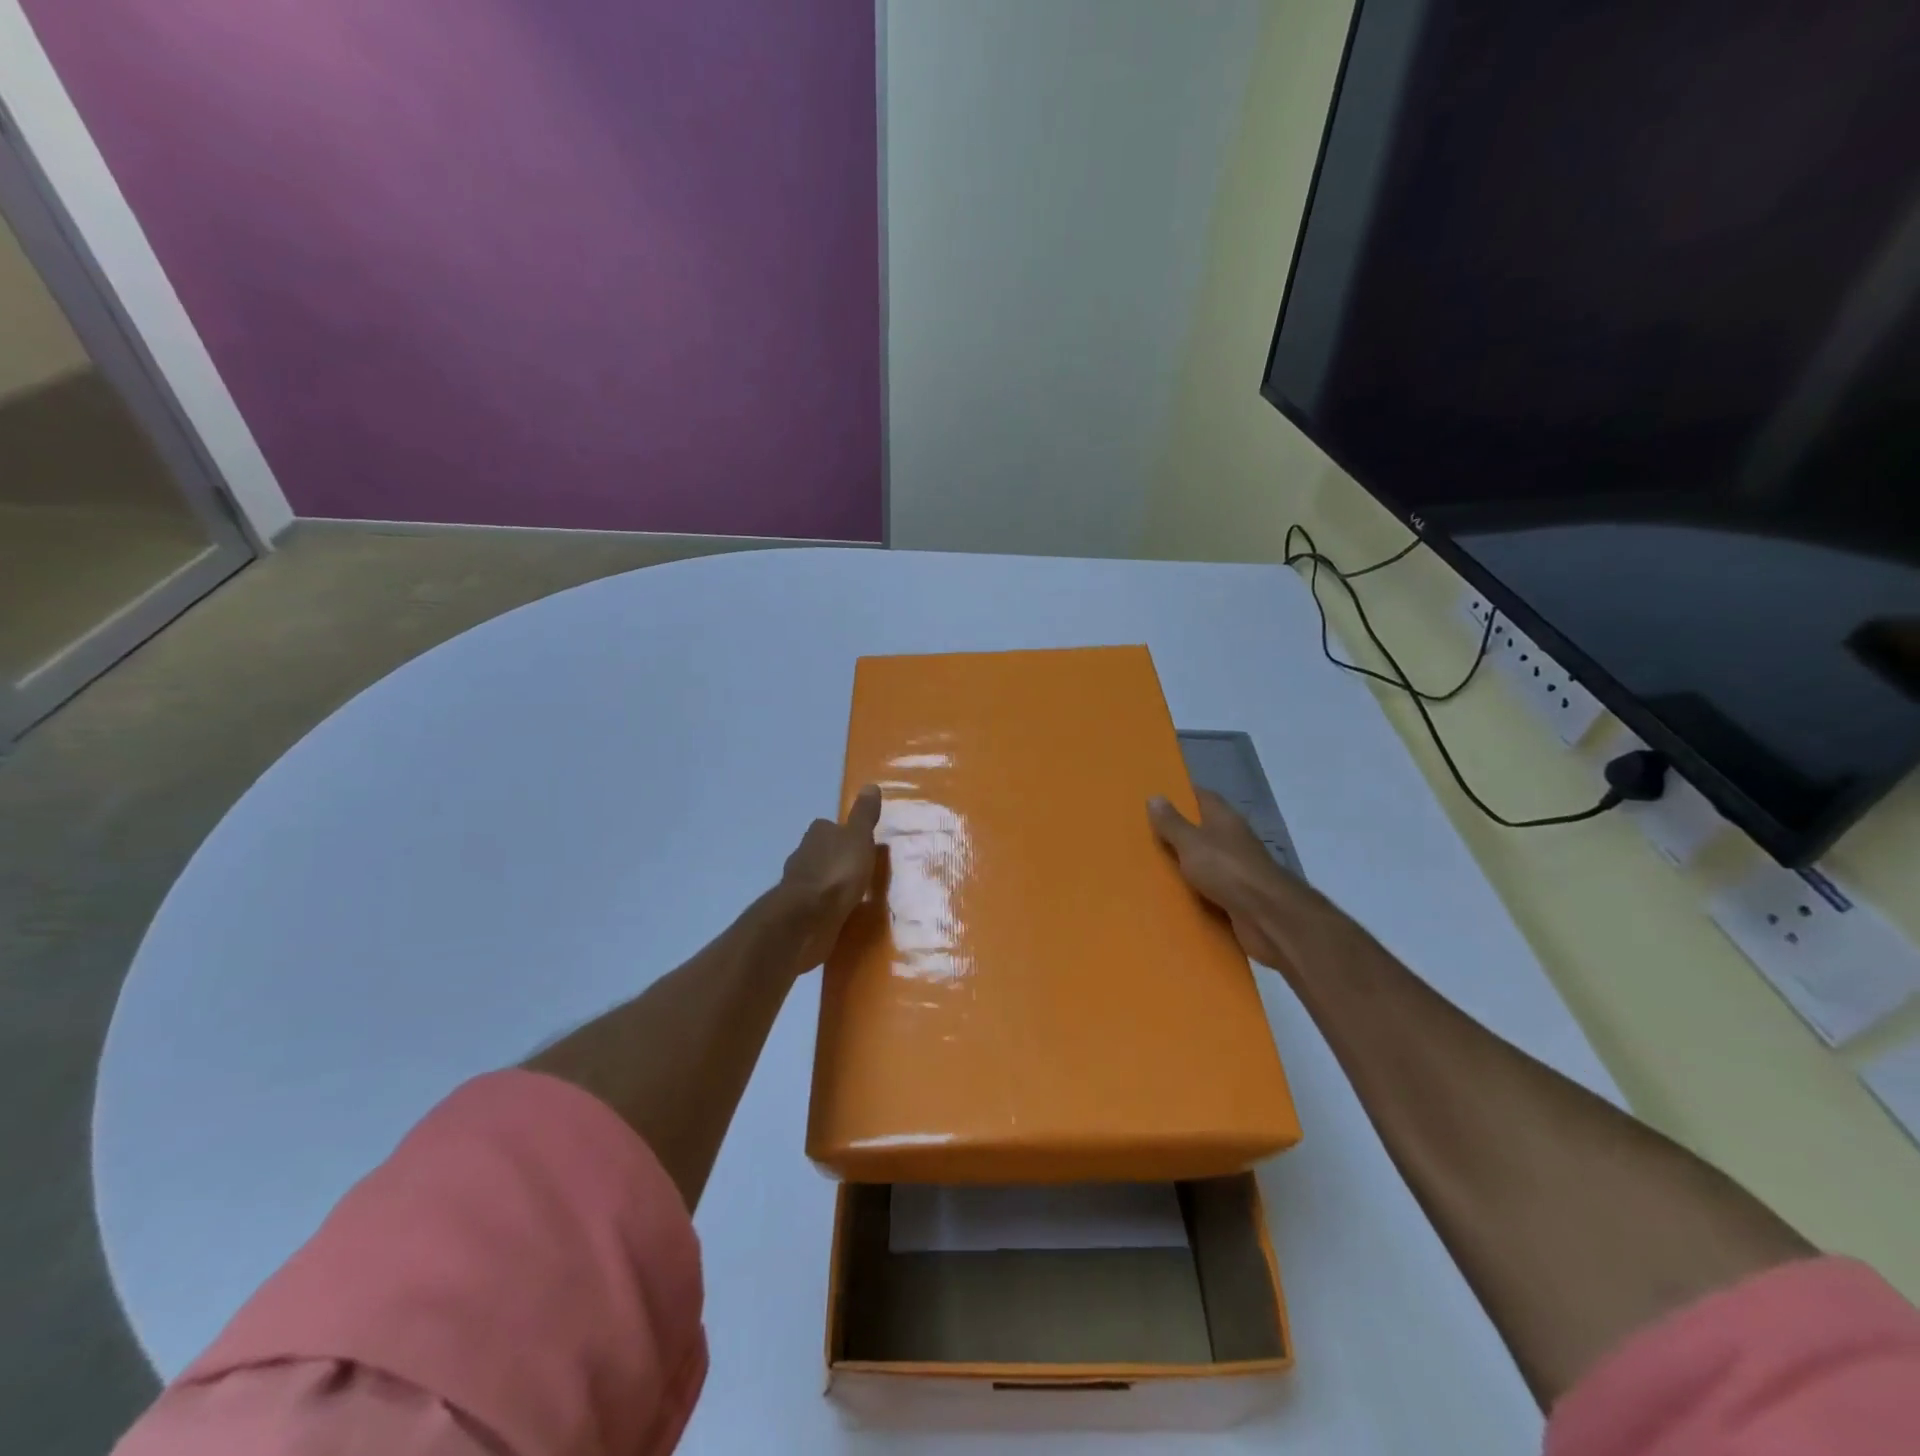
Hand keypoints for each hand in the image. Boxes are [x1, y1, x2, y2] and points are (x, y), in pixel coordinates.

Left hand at [778, 784, 883, 969]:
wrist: (808, 918)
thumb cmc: (837, 872)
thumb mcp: (858, 838)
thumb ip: (864, 815)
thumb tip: (870, 784)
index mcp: (817, 834)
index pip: (829, 826)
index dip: (843, 833)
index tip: (860, 842)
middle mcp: (803, 854)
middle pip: (822, 851)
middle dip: (837, 858)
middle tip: (862, 868)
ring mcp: (799, 885)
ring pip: (819, 877)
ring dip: (833, 883)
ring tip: (856, 892)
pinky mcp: (800, 912)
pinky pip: (819, 903)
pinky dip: (829, 905)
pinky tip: (843, 912)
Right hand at [1148, 789, 1300, 970]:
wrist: (1266, 916)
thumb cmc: (1226, 869)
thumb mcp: (1191, 843)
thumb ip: (1172, 823)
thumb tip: (1155, 797)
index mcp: (1224, 819)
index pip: (1203, 797)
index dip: (1183, 795)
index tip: (1159, 797)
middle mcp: (1233, 839)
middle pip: (1204, 829)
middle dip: (1179, 831)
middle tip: (1146, 833)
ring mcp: (1238, 868)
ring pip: (1206, 860)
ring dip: (1186, 863)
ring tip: (1152, 865)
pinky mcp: (1238, 895)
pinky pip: (1210, 887)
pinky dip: (1195, 889)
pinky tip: (1173, 894)